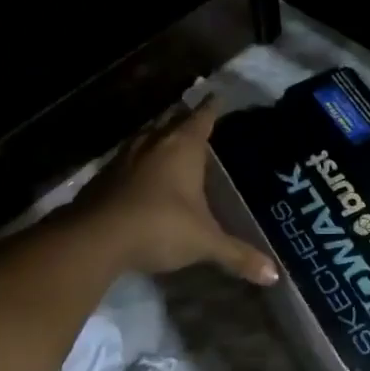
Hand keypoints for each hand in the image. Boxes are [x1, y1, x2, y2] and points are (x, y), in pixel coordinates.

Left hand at [73, 99, 279, 285]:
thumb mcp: (204, 242)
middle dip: (183, 117)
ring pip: (146, 136)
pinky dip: (138, 159)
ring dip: (157, 135)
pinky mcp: (103, 177)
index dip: (211, 107)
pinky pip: (127, 158)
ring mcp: (124, 158)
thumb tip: (274, 274)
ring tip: (168, 138)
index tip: (217, 96)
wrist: (95, 238)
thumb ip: (237, 255)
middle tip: (195, 115)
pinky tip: (140, 171)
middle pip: (171, 121)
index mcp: (183, 148)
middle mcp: (153, 144)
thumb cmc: (160, 226)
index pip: (202, 118)